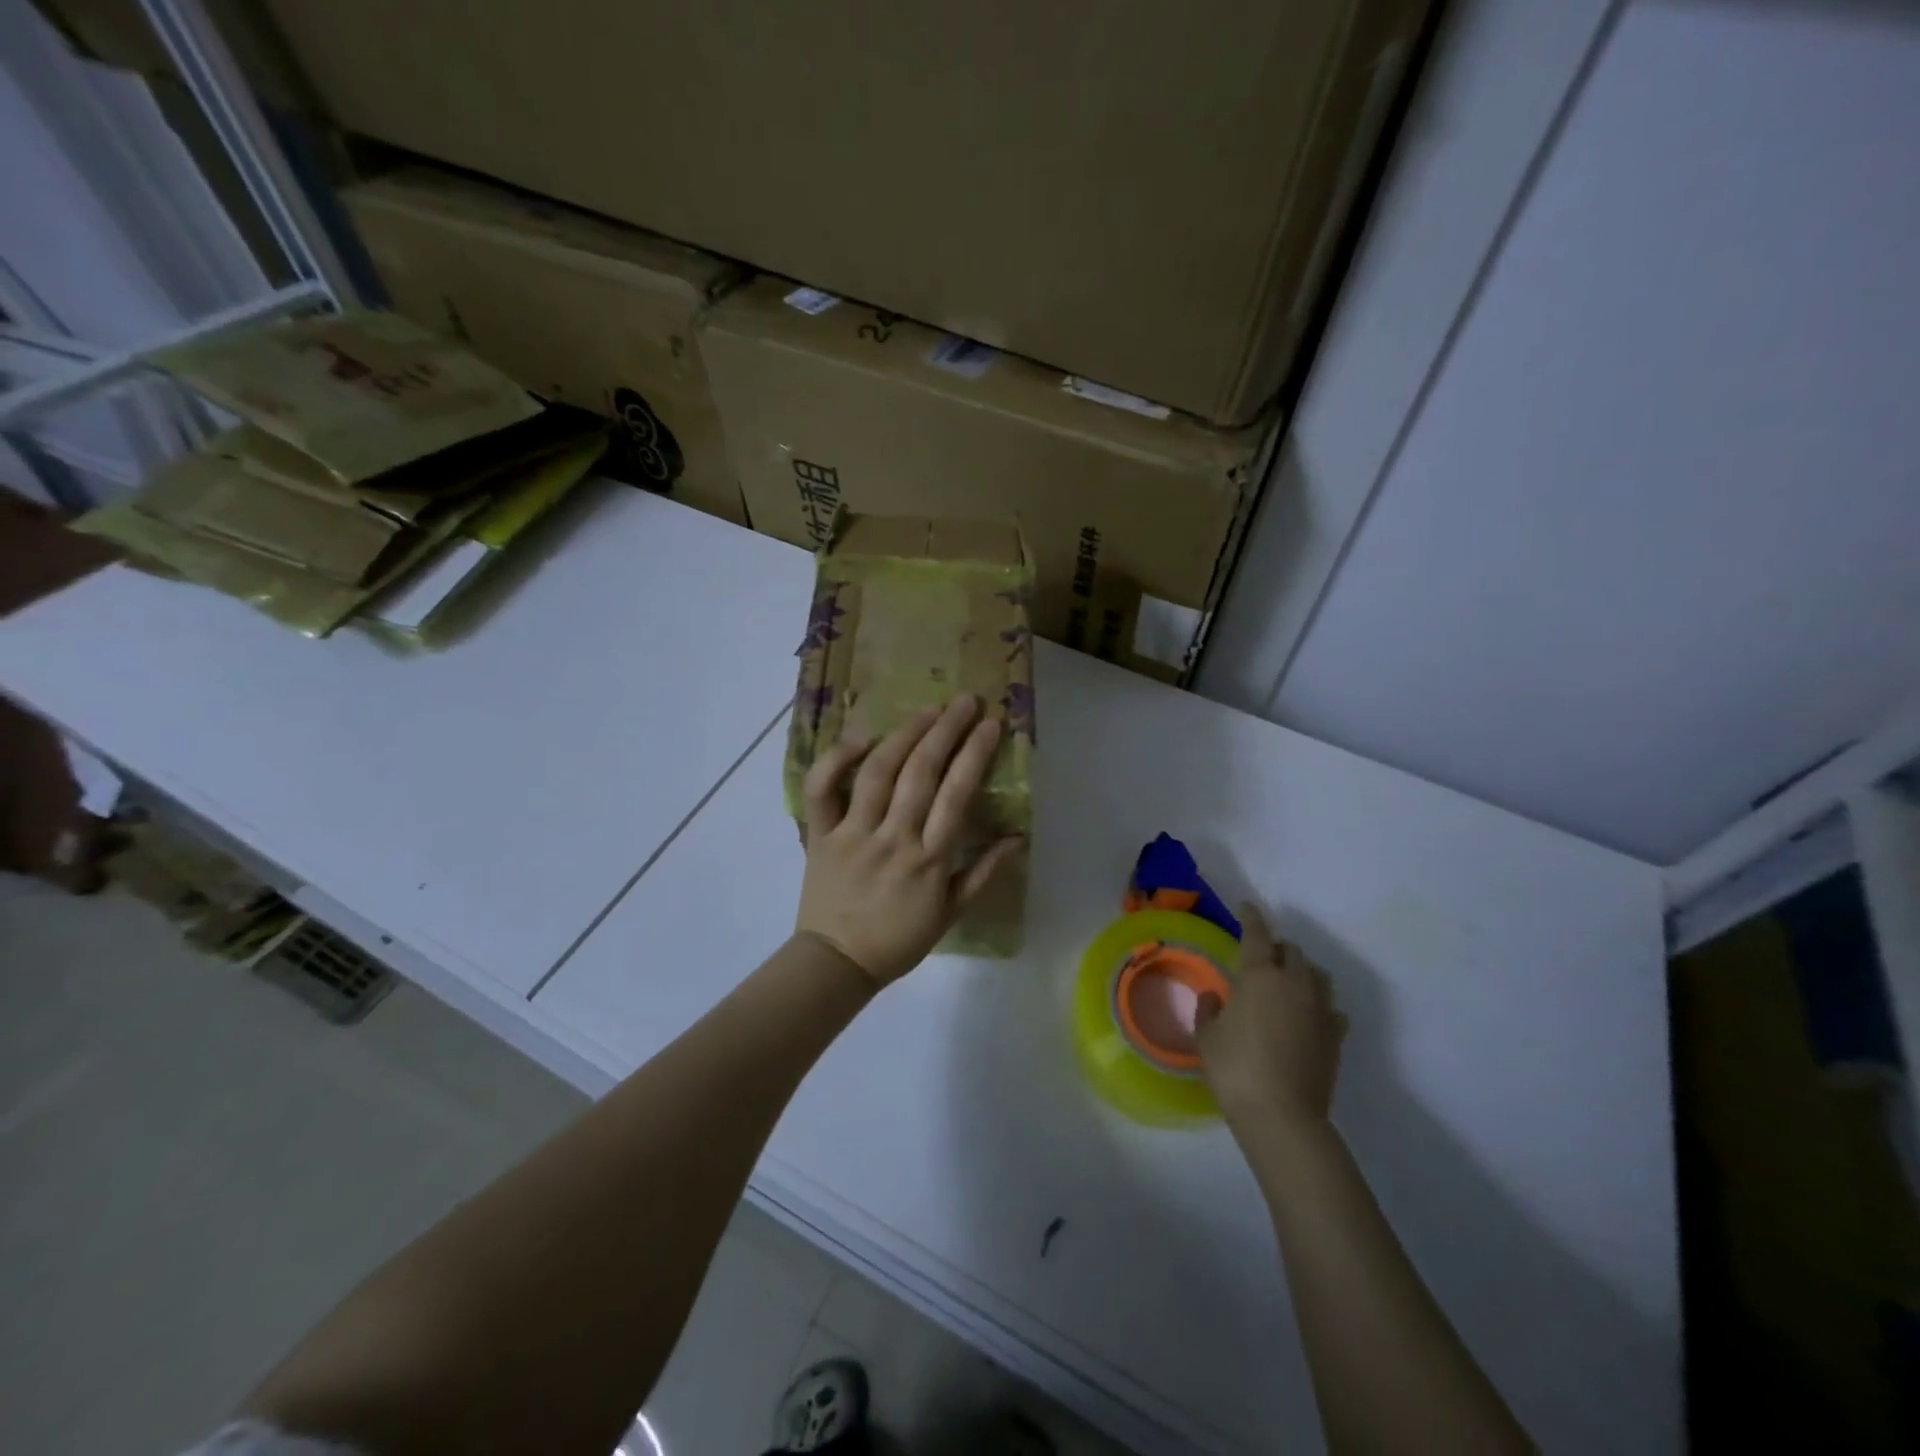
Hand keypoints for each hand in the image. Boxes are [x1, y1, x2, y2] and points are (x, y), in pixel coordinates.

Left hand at [796, 695, 1024, 987]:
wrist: (837, 962)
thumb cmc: (899, 939)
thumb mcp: (950, 913)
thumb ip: (984, 873)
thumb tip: (1017, 838)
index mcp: (929, 860)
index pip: (957, 795)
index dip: (975, 754)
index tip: (991, 723)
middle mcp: (893, 838)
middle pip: (922, 773)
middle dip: (946, 730)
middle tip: (964, 702)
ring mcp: (853, 833)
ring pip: (878, 772)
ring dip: (905, 735)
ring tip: (926, 711)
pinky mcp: (820, 834)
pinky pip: (822, 790)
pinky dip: (837, 760)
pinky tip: (861, 739)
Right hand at [1196, 903, 1348, 1130]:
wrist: (1282, 1116)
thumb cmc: (1235, 1069)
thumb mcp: (1207, 1037)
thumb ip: (1209, 1010)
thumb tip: (1214, 997)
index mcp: (1260, 976)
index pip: (1257, 934)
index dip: (1251, 917)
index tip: (1246, 907)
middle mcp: (1295, 984)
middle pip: (1292, 951)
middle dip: (1277, 948)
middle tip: (1262, 957)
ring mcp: (1320, 1010)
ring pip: (1317, 975)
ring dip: (1302, 971)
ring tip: (1288, 982)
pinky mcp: (1336, 1037)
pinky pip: (1331, 1008)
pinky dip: (1320, 1005)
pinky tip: (1310, 1016)